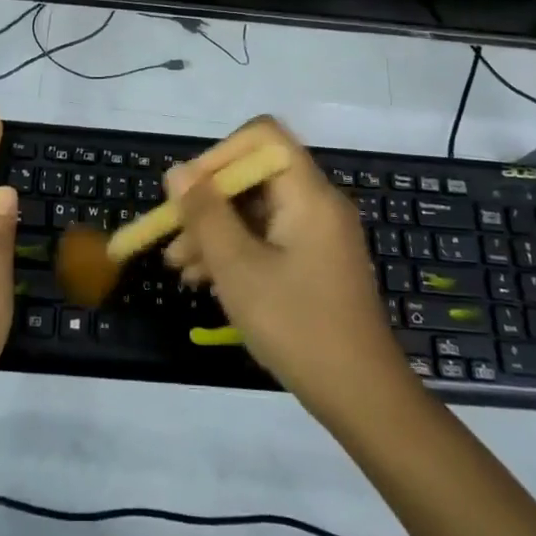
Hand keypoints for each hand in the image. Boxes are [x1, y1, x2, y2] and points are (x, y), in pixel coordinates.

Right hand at [163, 118, 407, 426]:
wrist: (363, 398)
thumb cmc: (297, 325)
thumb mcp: (238, 268)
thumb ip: (206, 214)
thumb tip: (177, 171)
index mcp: (308, 194)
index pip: (262, 137)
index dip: (220, 154)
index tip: (189, 192)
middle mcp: (317, 204)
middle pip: (254, 175)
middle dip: (208, 200)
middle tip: (172, 234)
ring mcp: (318, 234)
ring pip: (256, 210)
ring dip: (215, 230)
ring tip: (177, 267)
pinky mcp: (315, 261)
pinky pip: (268, 237)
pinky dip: (236, 249)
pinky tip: (204, 279)